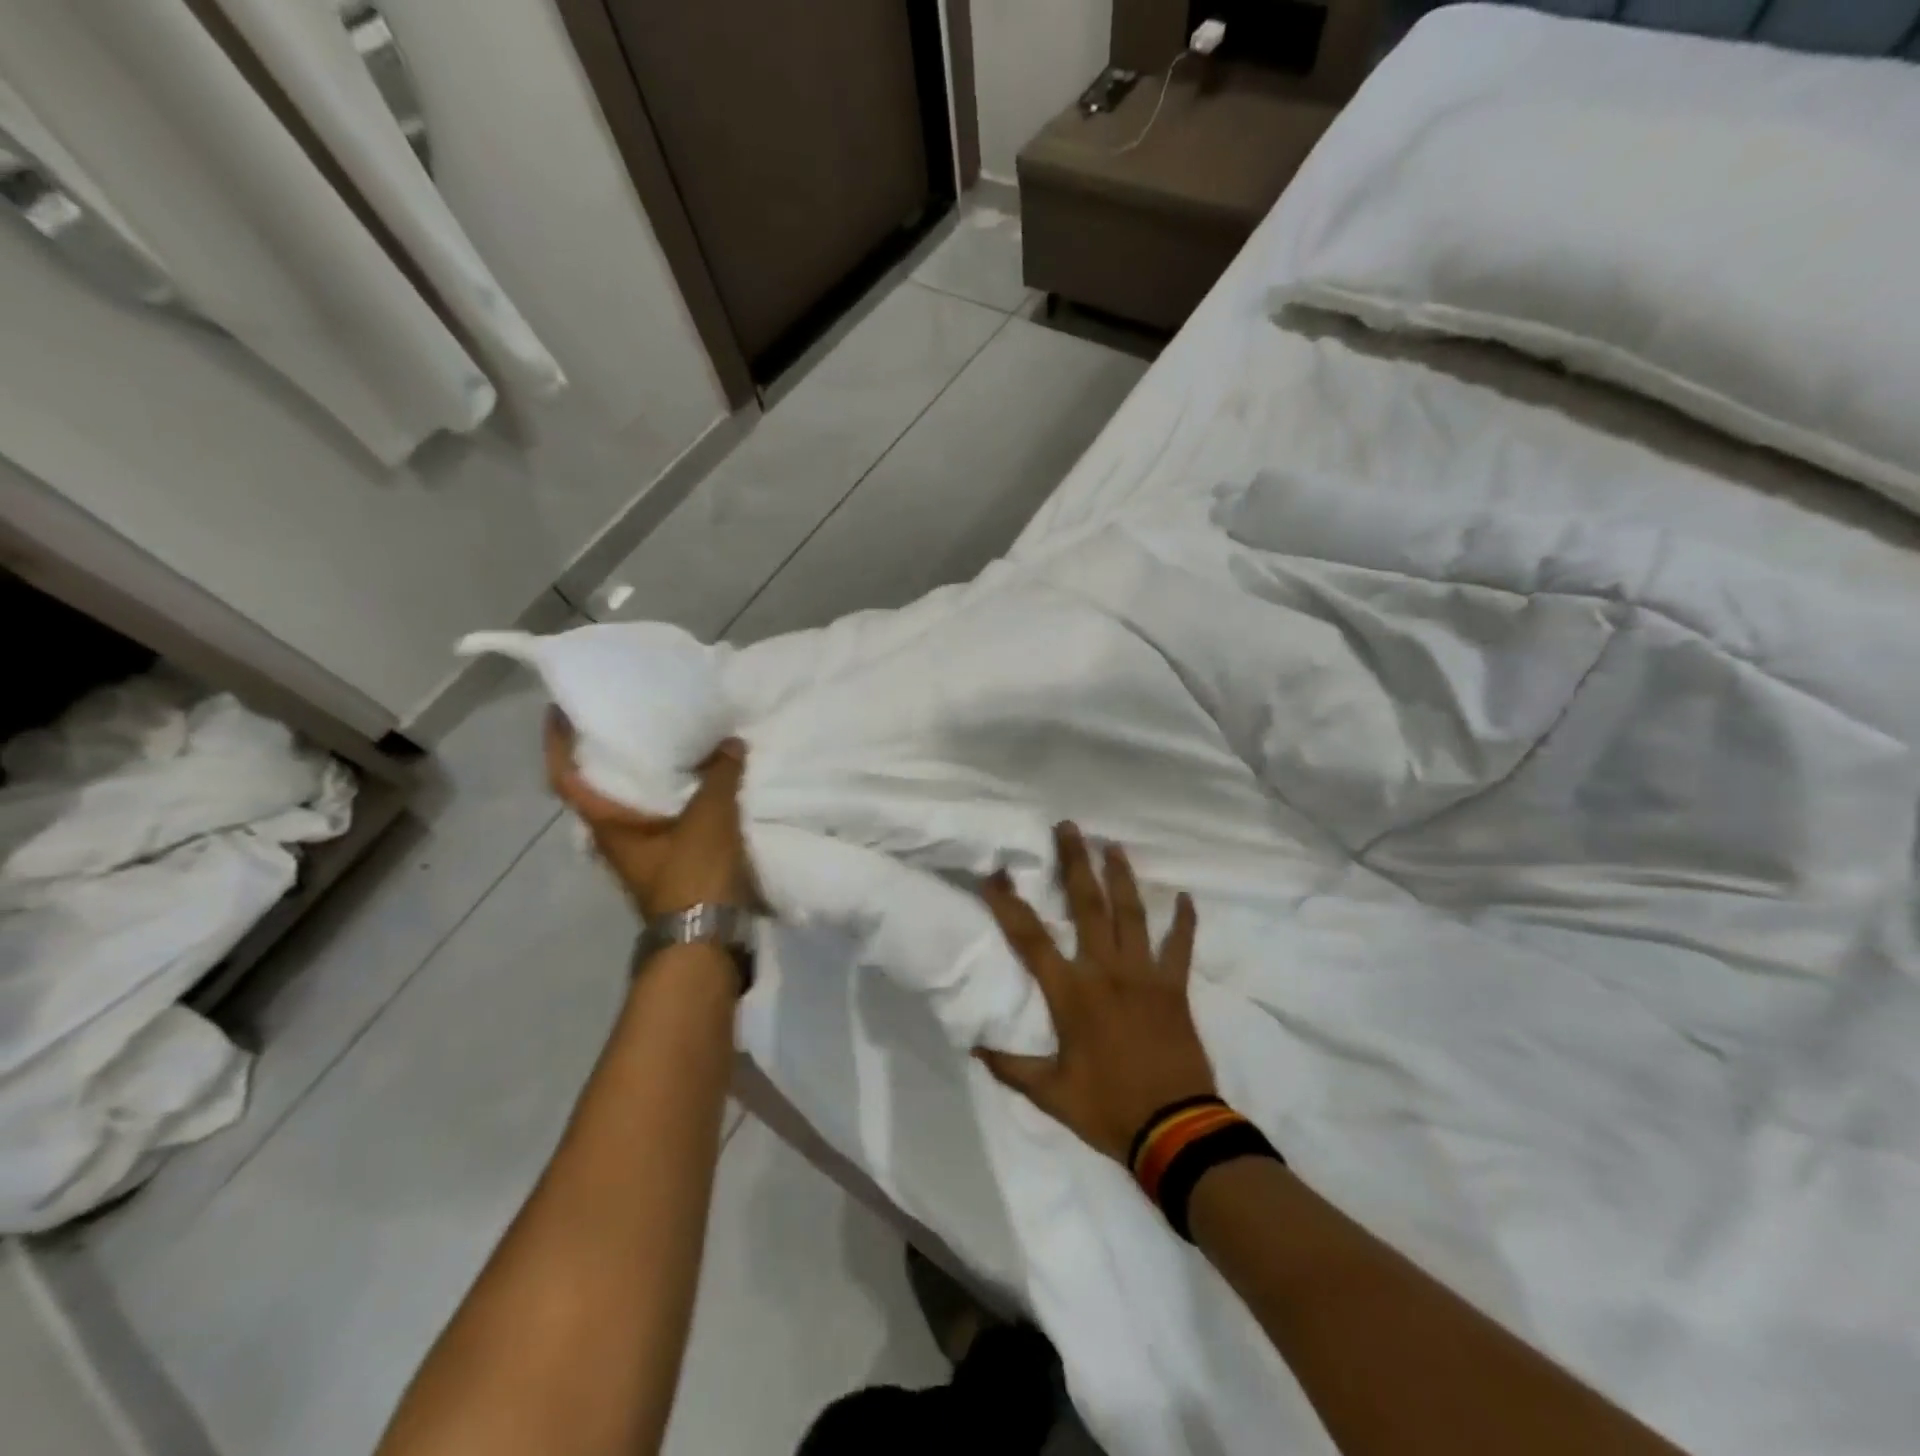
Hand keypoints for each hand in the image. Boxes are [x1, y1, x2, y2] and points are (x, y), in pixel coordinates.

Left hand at [544, 709, 753, 919]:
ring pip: (635, 805)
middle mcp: (616, 839)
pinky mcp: (672, 864)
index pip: (566, 778)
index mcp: (608, 825)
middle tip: (628, 717)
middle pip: (600, 789)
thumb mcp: (710, 818)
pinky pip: (667, 819)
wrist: (710, 939)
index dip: (557, 743)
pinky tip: (702, 782)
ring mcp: (644, 854)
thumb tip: (730, 744)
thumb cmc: (694, 874)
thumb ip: (719, 776)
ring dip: (647, 776)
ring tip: (671, 741)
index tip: (560, 711)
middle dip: (608, 754)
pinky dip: (677, 796)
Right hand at [974, 822, 1214, 1163]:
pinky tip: (1186, 897)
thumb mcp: (1051, 1094)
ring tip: (1112, 844)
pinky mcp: (1175, 988)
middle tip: (1068, 827)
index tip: (995, 873)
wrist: (1176, 1131)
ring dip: (1121, 876)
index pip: (1031, 938)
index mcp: (1072, 993)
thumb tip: (976, 1047)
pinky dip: (1184, 922)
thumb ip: (1012, 1067)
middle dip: (1074, 862)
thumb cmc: (1108, 1109)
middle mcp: (1106, 971)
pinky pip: (1181, 947)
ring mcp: (1145, 975)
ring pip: (1132, 914)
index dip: (1008, 904)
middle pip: (1087, 905)